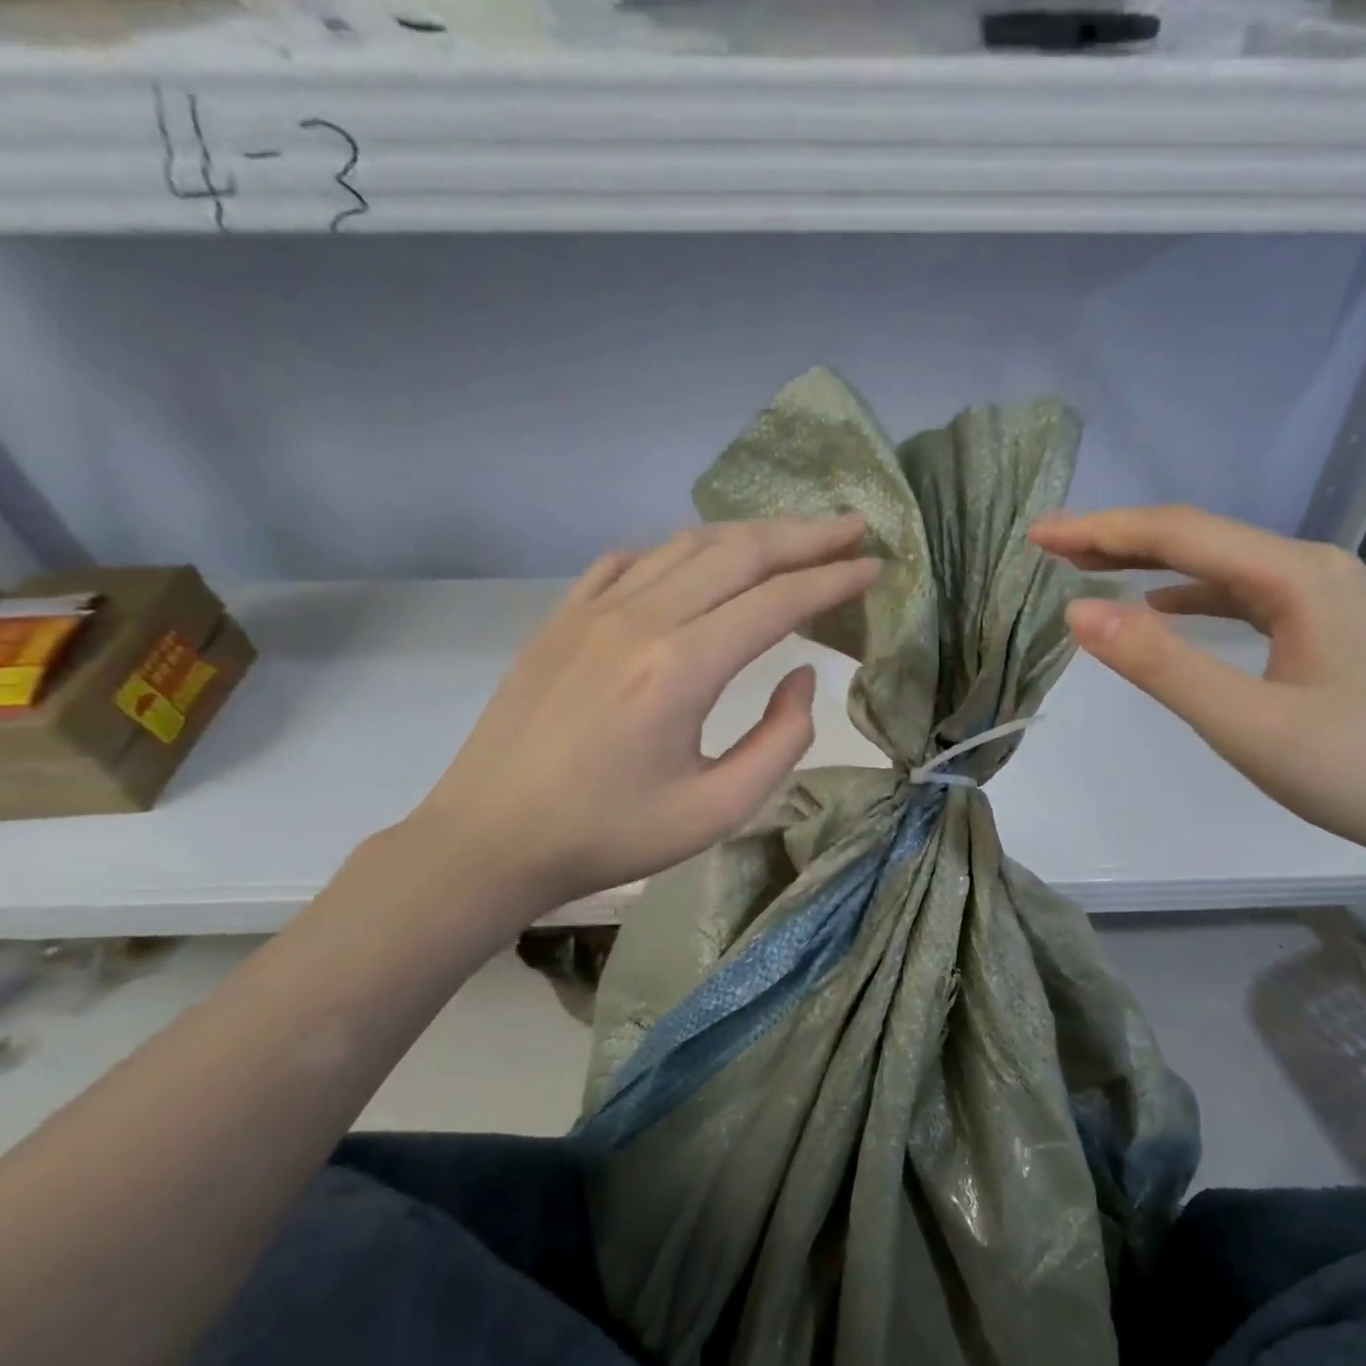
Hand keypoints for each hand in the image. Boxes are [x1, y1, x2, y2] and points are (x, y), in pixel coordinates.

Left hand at [406, 517, 878, 921]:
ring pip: (687, 545)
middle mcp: (641, 618)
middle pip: (739, 552)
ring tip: (792, 539)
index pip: (779, 601)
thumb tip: (804, 678)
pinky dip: (679, 552)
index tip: (875, 566)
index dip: (835, 579)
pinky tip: (697, 565)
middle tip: (853, 527)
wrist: (490, 839)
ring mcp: (593, 609)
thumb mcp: (718, 809)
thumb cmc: (610, 834)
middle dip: (806, 536)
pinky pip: (631, 560)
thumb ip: (781, 740)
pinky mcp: (563, 616)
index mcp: (682, 667)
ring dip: (749, 536)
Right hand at [1030, 506, 1365, 879]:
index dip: (1101, 530)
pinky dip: (1189, 597)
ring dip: (1149, 565)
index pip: (1179, 535)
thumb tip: (1079, 611)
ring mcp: (1323, 597)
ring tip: (1089, 567)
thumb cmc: (1359, 773)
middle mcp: (1311, 568)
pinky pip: (1241, 596)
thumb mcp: (1246, 724)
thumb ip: (1161, 665)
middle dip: (1117, 538)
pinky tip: (1161, 608)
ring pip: (1218, 567)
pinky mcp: (1325, 629)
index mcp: (1295, 576)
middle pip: (1198, 539)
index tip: (1038, 535)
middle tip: (1049, 544)